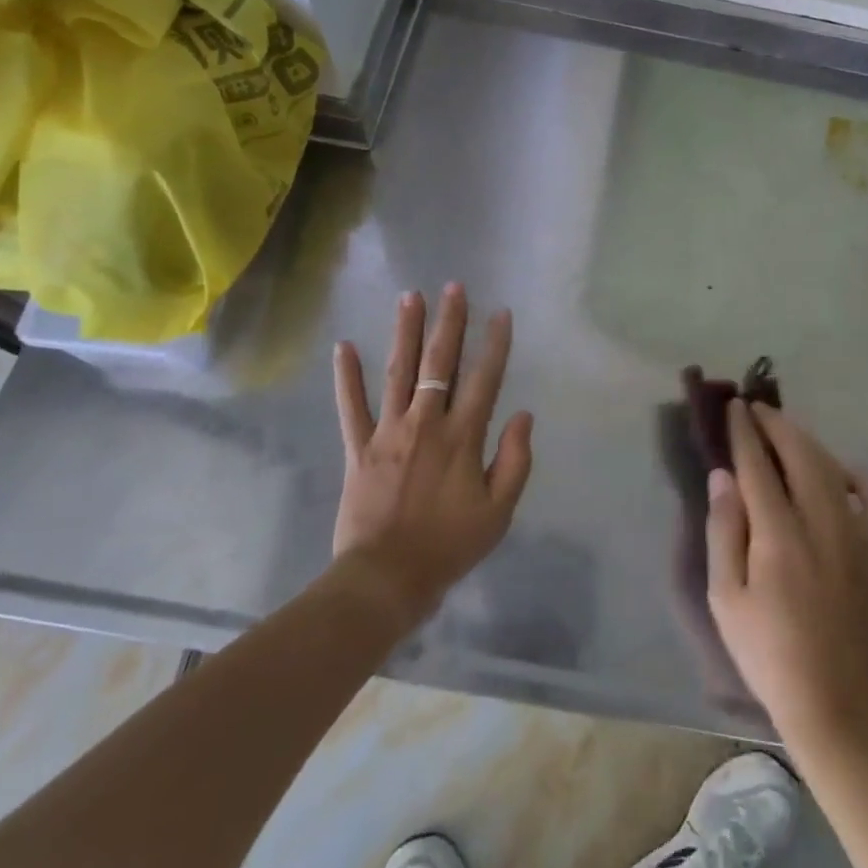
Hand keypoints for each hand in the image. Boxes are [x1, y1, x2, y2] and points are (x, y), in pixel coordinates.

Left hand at [331, 283, 533, 626]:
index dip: (495, 344)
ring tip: (410, 296)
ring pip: (398, 372)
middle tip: (453, 287)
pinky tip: (344, 346)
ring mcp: (388, 432)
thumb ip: (515, 461)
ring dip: (405, 332)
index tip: (501, 313)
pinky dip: (346, 376)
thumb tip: (523, 416)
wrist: (386, 580)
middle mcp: (425, 423)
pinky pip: (350, 406)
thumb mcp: (498, 513)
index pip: (484, 379)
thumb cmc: (448, 546)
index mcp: (462, 437)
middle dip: (449, 322)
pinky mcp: (358, 448)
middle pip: (439, 363)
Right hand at [706, 400, 867, 741]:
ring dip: (805, 440)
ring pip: (832, 466)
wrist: (832, 701)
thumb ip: (724, 530)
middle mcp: (822, 523)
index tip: (734, 406)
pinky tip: (838, 472)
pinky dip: (858, 476)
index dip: (745, 432)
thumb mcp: (726, 597)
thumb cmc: (767, 652)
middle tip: (754, 409)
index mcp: (780, 536)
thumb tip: (723, 476)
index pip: (759, 466)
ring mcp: (854, 535)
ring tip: (782, 429)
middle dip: (776, 424)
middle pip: (800, 453)